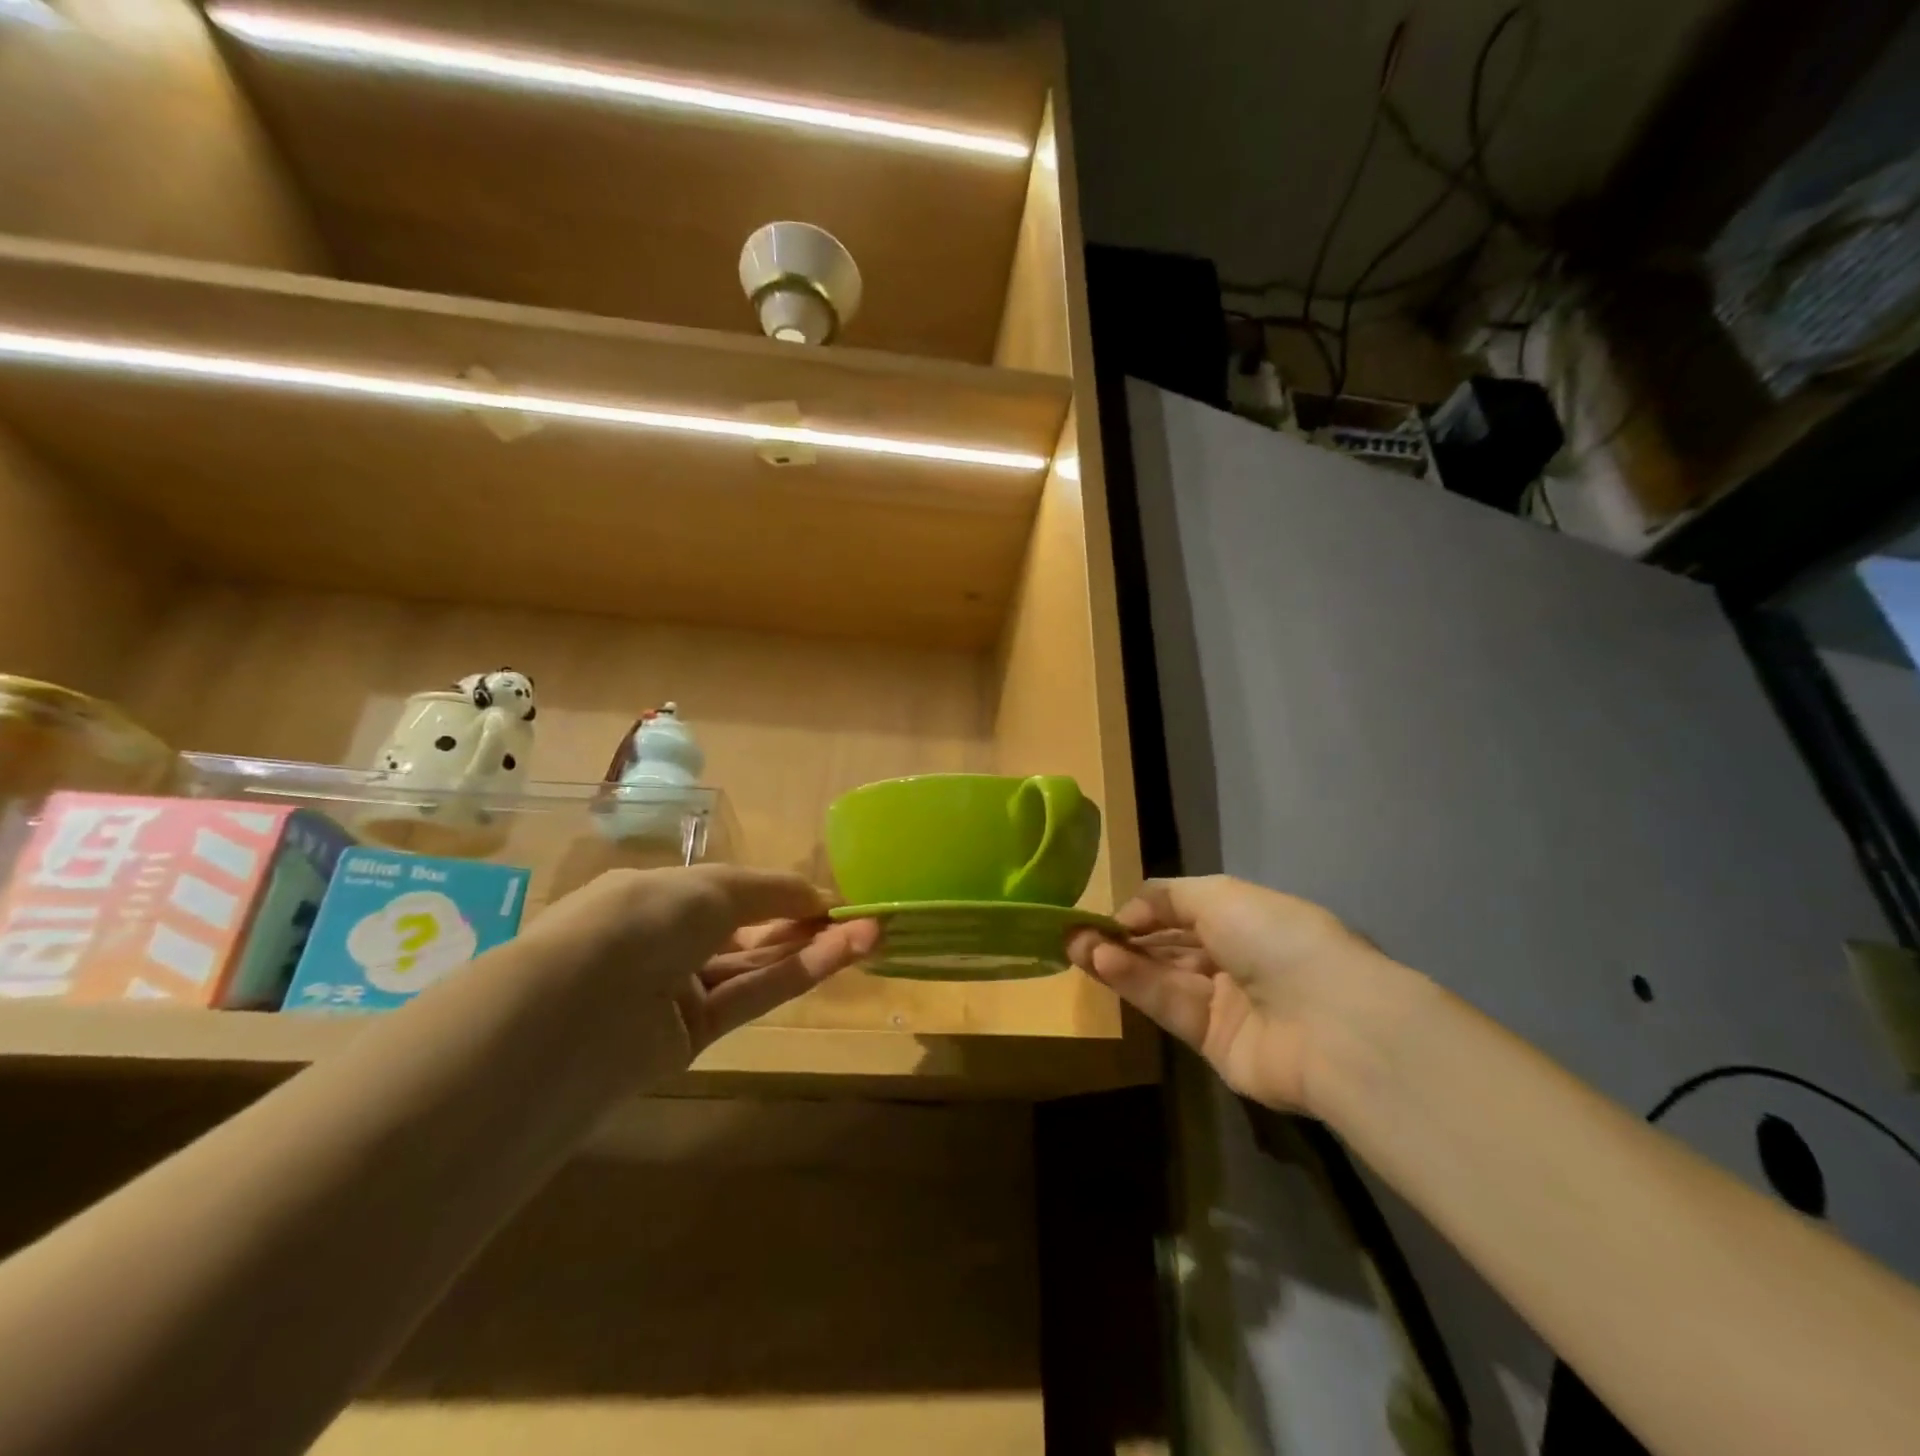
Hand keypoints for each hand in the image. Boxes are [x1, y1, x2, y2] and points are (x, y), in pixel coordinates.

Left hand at [522, 866, 880, 1055]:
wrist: (576, 1007)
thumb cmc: (644, 918)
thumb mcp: (713, 887)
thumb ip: (772, 891)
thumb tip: (818, 895)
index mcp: (662, 895)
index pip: (734, 892)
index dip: (784, 893)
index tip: (832, 896)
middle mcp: (669, 941)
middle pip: (751, 930)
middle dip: (807, 921)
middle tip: (862, 917)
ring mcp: (679, 991)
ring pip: (756, 965)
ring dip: (812, 948)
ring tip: (868, 933)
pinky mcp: (691, 1037)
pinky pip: (750, 997)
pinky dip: (795, 976)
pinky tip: (838, 956)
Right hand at [1066, 876, 1417, 1115]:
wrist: (1331, 1021)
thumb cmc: (1277, 938)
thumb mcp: (1220, 895)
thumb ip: (1167, 897)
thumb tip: (1128, 914)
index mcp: (1247, 920)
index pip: (1185, 912)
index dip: (1145, 911)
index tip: (1106, 911)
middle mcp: (1236, 960)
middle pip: (1168, 946)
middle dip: (1122, 937)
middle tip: (1074, 931)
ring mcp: (1226, 1004)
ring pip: (1162, 977)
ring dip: (1119, 960)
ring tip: (1075, 945)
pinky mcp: (1214, 1044)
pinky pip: (1170, 1007)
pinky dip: (1136, 984)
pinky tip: (1102, 964)